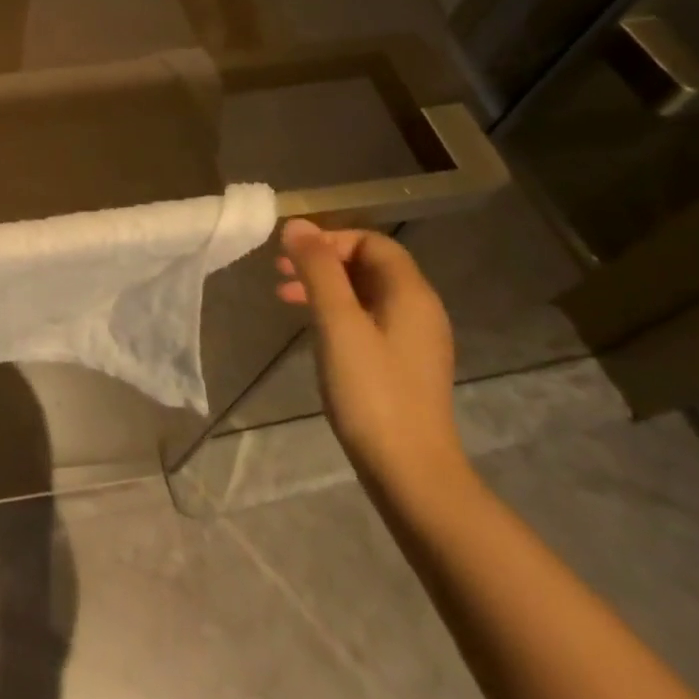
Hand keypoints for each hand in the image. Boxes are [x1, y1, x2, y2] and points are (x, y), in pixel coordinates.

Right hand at [275, 220, 465, 492]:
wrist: (410, 474)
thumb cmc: (372, 391)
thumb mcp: (337, 323)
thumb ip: (317, 270)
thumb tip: (297, 224)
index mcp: (411, 294)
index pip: (372, 242)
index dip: (331, 239)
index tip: (293, 255)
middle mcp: (419, 310)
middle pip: (368, 265)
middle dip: (322, 262)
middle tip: (280, 272)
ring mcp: (412, 341)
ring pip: (364, 293)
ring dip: (324, 286)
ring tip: (285, 298)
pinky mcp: (402, 365)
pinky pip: (367, 319)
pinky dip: (336, 312)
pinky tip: (312, 329)